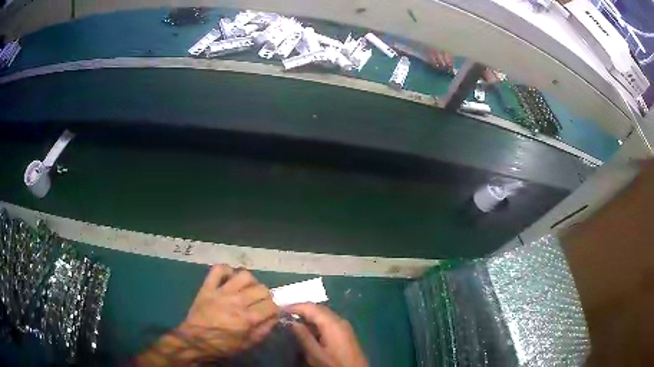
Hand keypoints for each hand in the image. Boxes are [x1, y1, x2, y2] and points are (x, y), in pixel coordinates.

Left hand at [135, 265, 278, 364]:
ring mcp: (221, 292)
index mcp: (247, 319)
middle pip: (261, 289)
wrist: (195, 341)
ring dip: (250, 282)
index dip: (275, 308)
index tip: (271, 312)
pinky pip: (218, 269)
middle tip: (259, 302)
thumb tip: (275, 316)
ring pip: (244, 275)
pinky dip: (226, 270)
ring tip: (247, 289)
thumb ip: (264, 330)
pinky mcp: (208, 287)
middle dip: (265, 296)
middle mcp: (236, 302)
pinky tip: (230, 278)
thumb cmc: (223, 345)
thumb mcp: (248, 344)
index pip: (271, 305)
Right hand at [288, 303, 367, 366]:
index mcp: (332, 323)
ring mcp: (344, 325)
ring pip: (323, 314)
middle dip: (301, 309)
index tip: (279, 309)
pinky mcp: (345, 332)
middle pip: (318, 308)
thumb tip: (291, 321)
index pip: (311, 307)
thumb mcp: (315, 354)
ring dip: (308, 315)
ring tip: (293, 320)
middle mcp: (339, 320)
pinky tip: (308, 328)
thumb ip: (303, 336)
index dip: (294, 306)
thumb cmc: (334, 364)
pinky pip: (328, 320)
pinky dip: (316, 321)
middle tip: (284, 314)